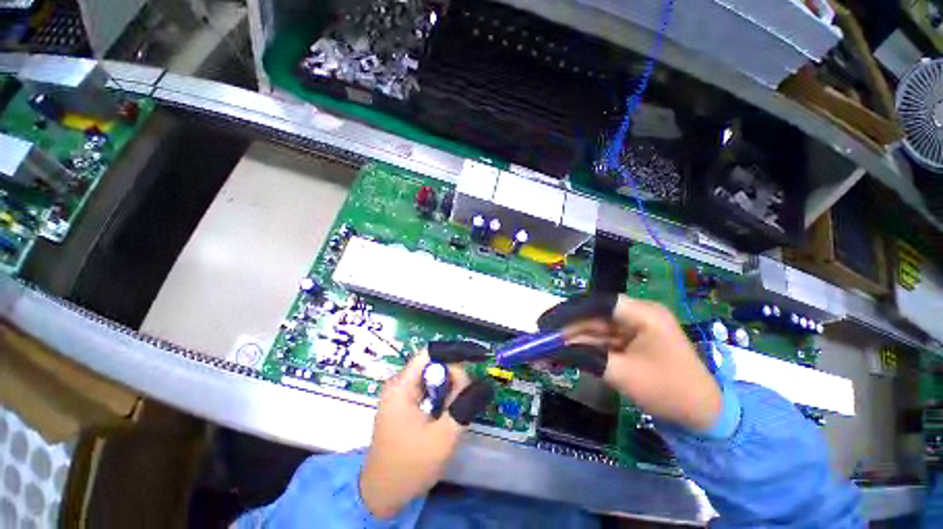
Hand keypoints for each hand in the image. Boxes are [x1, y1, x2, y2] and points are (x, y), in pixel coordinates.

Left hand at [360, 344, 493, 518]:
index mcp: (402, 386)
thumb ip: (463, 405)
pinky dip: (441, 396)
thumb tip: (483, 383)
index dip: (455, 352)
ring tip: (456, 408)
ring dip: (448, 388)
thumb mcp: (443, 436)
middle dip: (453, 375)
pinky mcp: (402, 405)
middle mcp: (399, 384)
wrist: (381, 495)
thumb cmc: (410, 466)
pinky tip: (446, 413)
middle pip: (432, 365)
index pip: (431, 353)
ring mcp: (399, 394)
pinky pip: (427, 390)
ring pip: (431, 378)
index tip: (477, 358)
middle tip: (467, 395)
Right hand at [538, 294, 722, 431]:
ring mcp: (632, 329)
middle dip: (565, 329)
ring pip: (593, 329)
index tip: (546, 322)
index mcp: (642, 314)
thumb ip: (585, 357)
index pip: (598, 303)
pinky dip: (581, 349)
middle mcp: (636, 315)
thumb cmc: (669, 391)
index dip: (568, 310)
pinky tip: (562, 355)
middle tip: (540, 338)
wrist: (703, 416)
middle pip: (591, 316)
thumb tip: (553, 349)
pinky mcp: (628, 342)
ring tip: (545, 349)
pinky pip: (600, 341)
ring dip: (570, 340)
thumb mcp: (623, 374)